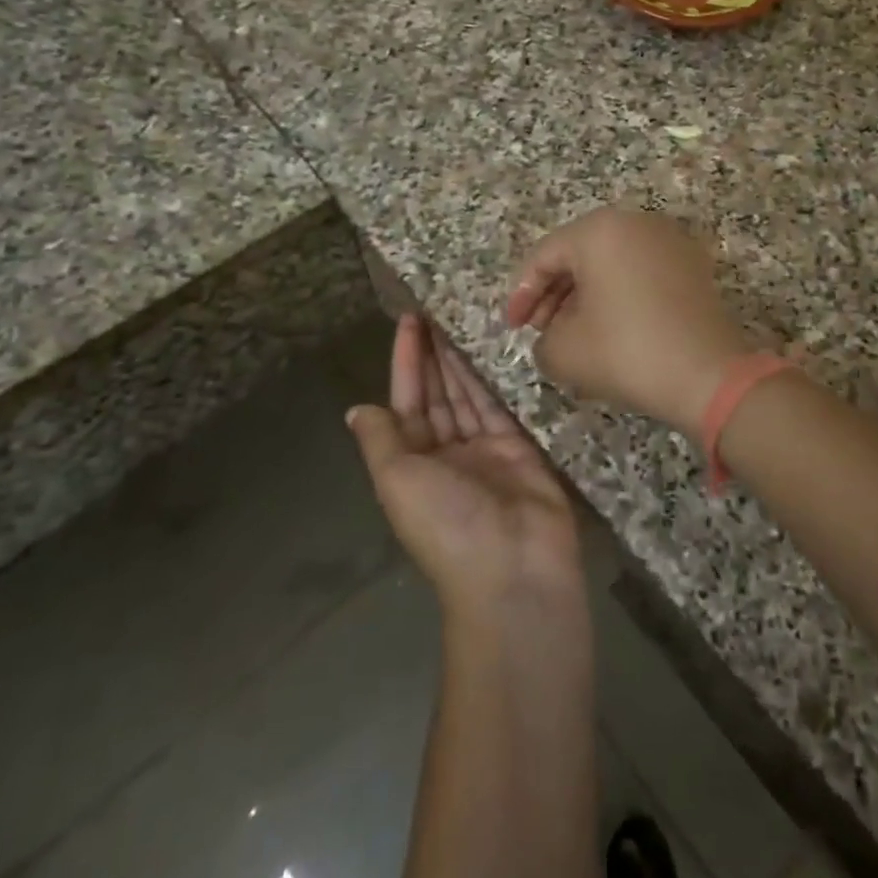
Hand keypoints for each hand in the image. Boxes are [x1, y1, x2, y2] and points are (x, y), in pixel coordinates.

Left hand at [347, 315, 582, 618]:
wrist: (513, 568)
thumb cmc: (446, 523)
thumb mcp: (397, 481)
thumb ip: (381, 440)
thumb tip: (357, 410)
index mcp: (411, 463)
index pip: (405, 401)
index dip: (405, 361)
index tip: (408, 321)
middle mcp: (445, 454)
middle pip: (437, 394)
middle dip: (433, 354)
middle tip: (438, 309)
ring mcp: (484, 451)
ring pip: (468, 395)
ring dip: (462, 360)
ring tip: (461, 318)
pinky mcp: (520, 448)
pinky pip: (501, 406)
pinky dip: (494, 379)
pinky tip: (492, 348)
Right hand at [507, 208, 750, 436]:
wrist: (710, 376)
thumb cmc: (627, 352)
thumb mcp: (563, 351)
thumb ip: (541, 338)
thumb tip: (553, 335)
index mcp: (599, 230)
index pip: (544, 256)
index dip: (521, 294)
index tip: (513, 328)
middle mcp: (636, 223)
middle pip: (578, 255)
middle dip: (554, 294)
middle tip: (541, 331)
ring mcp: (670, 241)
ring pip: (610, 264)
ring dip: (585, 296)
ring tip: (574, 335)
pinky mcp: (692, 266)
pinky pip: (640, 273)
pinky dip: (618, 296)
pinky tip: (611, 330)